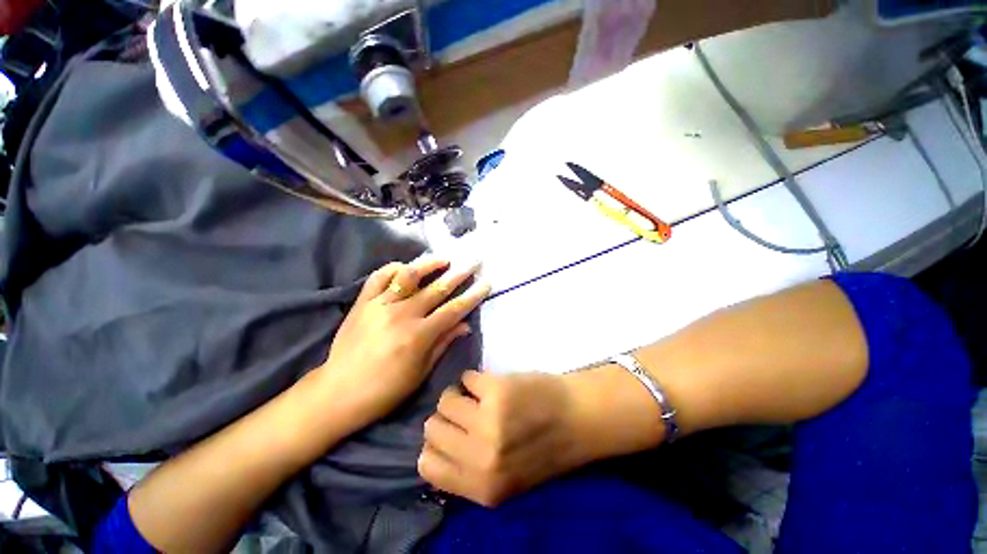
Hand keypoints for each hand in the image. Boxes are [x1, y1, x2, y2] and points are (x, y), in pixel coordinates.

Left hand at [315, 258, 489, 428]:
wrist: (338, 392)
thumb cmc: (386, 389)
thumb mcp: (421, 371)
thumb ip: (443, 343)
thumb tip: (465, 324)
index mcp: (419, 335)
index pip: (453, 309)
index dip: (472, 295)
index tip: (486, 283)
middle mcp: (402, 314)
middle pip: (437, 288)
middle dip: (459, 273)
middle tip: (473, 262)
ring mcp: (380, 305)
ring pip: (409, 276)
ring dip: (429, 264)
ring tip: (444, 259)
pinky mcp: (362, 302)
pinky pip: (379, 277)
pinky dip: (394, 268)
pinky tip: (406, 268)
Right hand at [417, 371, 585, 506]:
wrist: (578, 418)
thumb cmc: (543, 446)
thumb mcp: (504, 479)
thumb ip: (468, 472)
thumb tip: (432, 447)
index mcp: (482, 488)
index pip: (427, 467)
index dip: (435, 446)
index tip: (450, 434)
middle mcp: (481, 460)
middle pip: (432, 428)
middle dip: (447, 417)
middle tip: (466, 411)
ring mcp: (488, 423)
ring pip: (445, 400)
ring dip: (459, 395)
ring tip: (478, 395)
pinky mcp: (497, 391)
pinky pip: (466, 378)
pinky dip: (475, 379)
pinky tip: (491, 383)